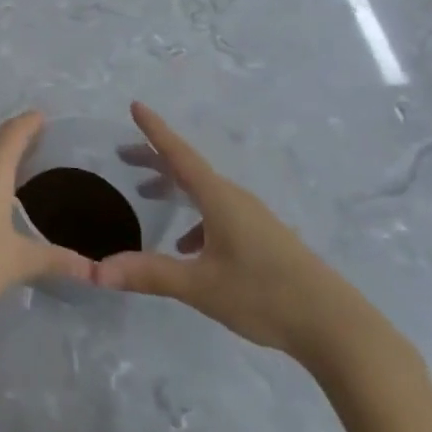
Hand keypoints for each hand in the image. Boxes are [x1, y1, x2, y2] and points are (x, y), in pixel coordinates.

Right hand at [95, 103, 374, 368]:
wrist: (334, 325)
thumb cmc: (264, 295)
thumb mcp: (199, 285)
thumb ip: (148, 274)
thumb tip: (97, 271)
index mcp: (219, 198)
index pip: (179, 154)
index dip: (155, 130)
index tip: (134, 106)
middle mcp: (235, 199)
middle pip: (189, 169)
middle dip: (155, 159)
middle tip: (123, 155)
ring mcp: (252, 218)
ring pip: (204, 191)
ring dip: (174, 187)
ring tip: (147, 195)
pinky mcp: (263, 238)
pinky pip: (218, 213)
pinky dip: (195, 217)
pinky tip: (187, 247)